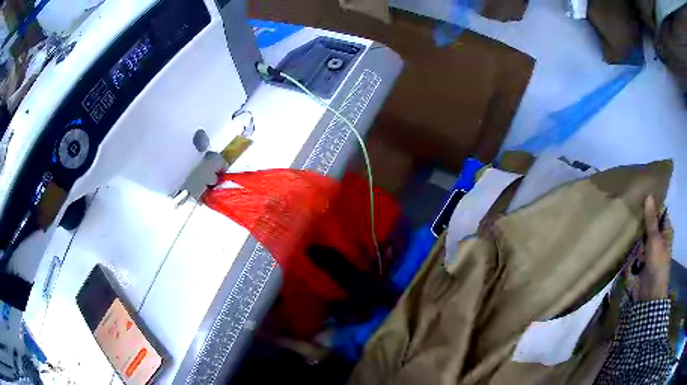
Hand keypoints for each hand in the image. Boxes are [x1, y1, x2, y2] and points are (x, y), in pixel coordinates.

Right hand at [633, 195, 670, 300]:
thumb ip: (651, 221)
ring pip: (644, 235)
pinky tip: (627, 235)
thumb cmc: (657, 265)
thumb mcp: (655, 241)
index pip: (661, 212)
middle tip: (632, 203)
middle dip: (644, 217)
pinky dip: (634, 243)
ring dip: (638, 230)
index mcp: (666, 232)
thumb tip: (648, 195)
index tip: (643, 193)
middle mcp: (660, 238)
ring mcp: (651, 250)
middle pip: (652, 224)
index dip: (654, 203)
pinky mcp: (643, 260)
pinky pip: (638, 248)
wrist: (650, 295)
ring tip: (627, 216)